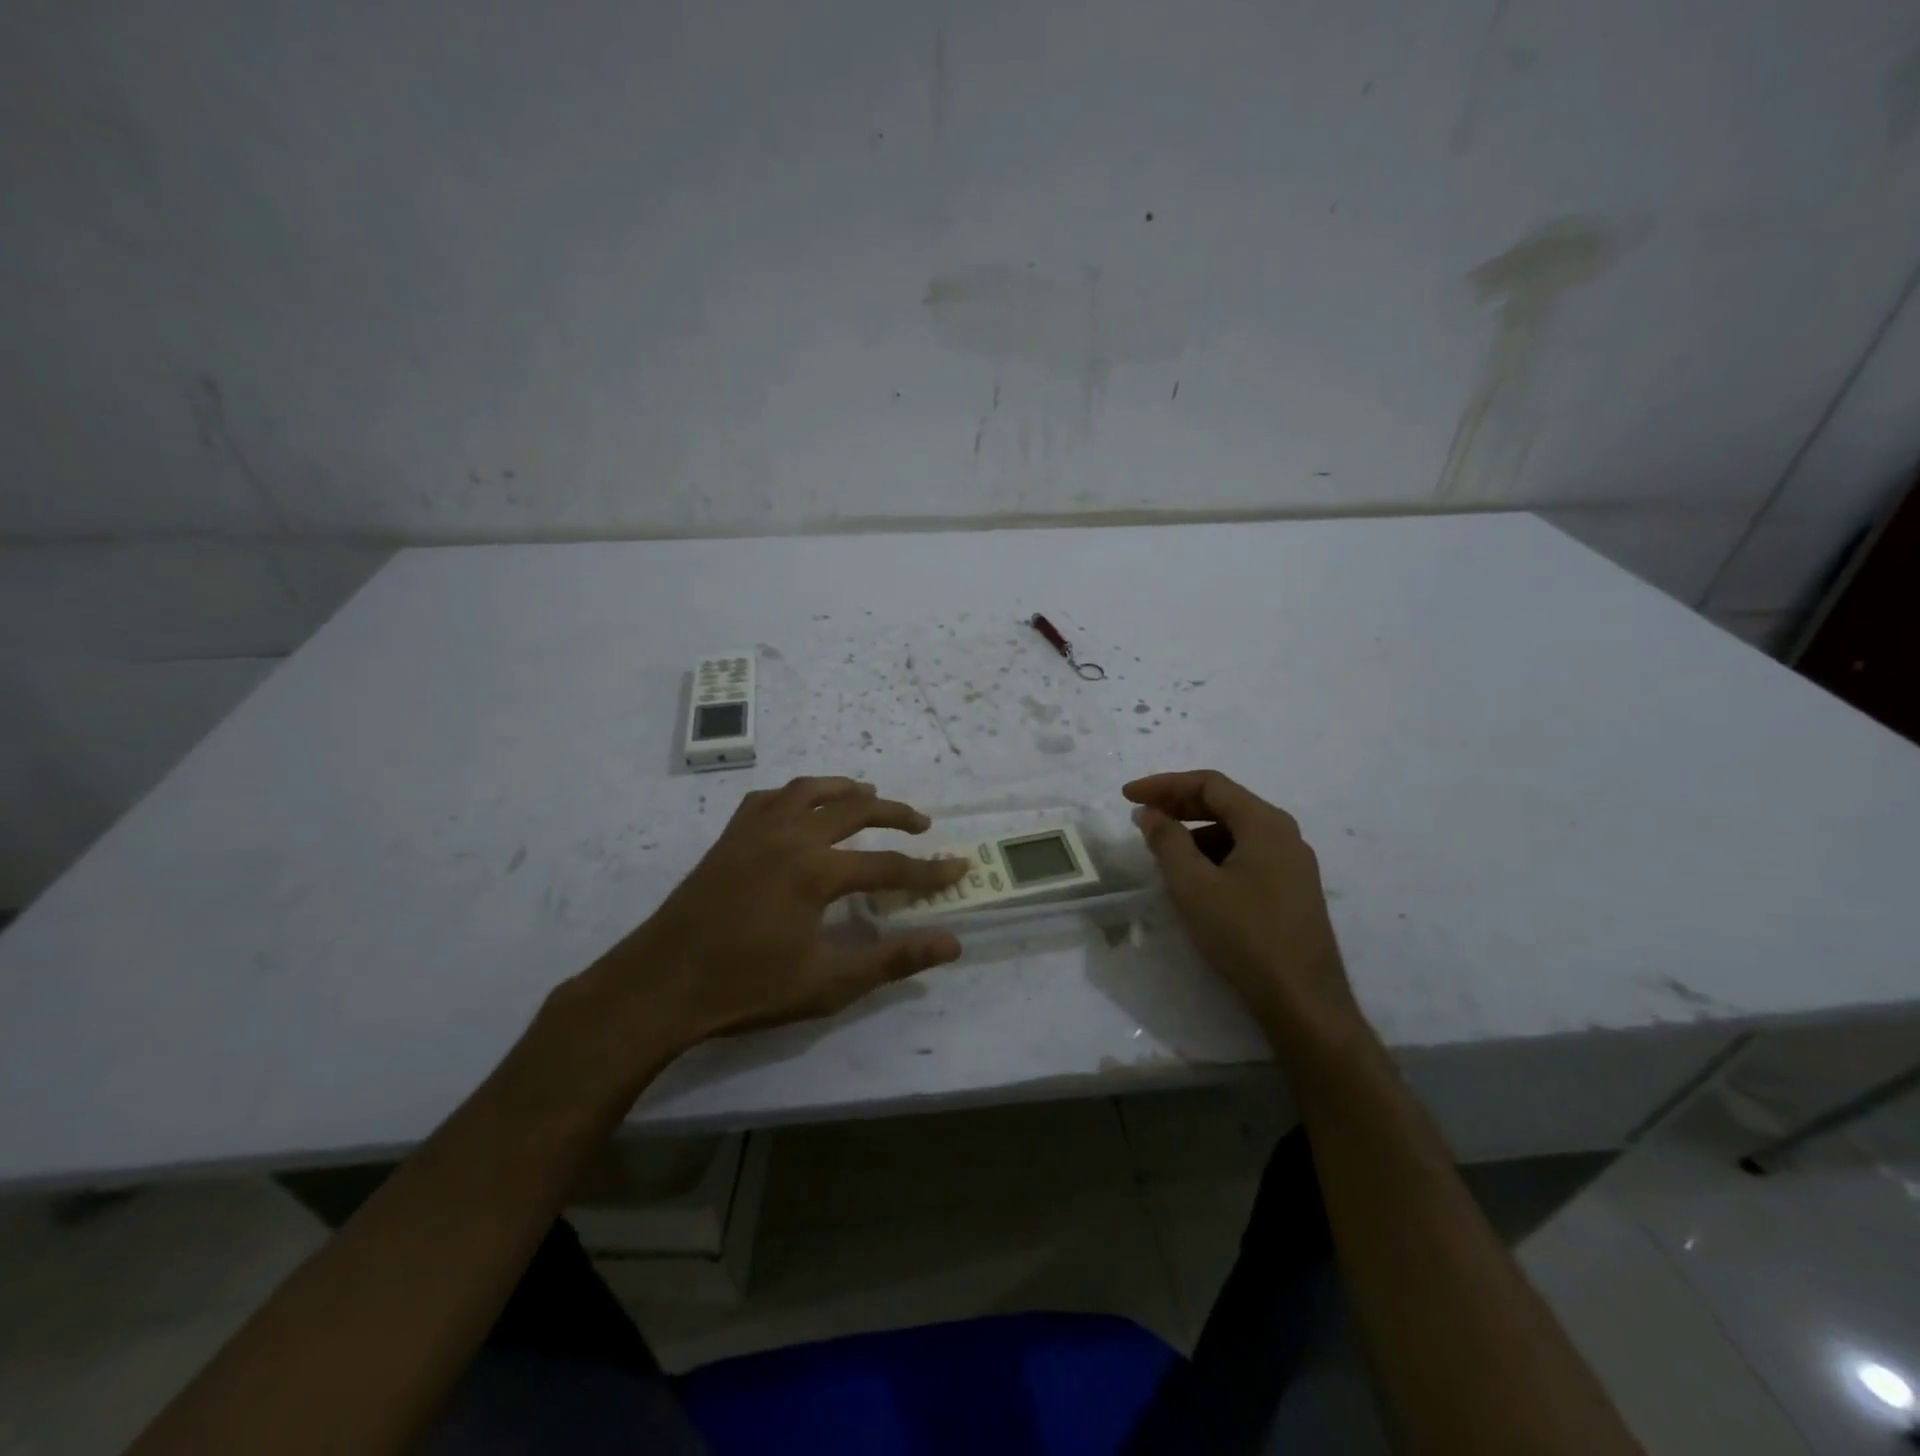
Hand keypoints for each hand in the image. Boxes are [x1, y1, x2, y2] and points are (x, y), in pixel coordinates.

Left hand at [589, 777, 968, 1051]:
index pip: (888, 865)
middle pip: (855, 809)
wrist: (662, 983)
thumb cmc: (746, 988)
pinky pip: (770, 798)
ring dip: (846, 789)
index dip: (928, 870)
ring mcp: (755, 830)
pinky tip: (803, 807)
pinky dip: (797, 795)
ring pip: (811, 790)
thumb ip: (892, 959)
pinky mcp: (730, 837)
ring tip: (870, 795)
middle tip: (921, 824)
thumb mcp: (828, 983)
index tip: (959, 867)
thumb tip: (951, 943)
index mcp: (815, 872)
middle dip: (895, 814)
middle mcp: (790, 837)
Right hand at [1124, 770, 1362, 1056]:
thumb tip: (1151, 813)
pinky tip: (1195, 879)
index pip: (1209, 784)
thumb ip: (1168, 841)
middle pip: (1225, 803)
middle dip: (1178, 805)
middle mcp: (1284, 834)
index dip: (1164, 785)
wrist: (1303, 1001)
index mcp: (1265, 823)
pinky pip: (1246, 855)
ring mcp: (1293, 864)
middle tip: (1141, 817)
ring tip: (1163, 852)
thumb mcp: (1193, 885)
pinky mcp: (1292, 890)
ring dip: (1195, 832)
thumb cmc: (1244, 935)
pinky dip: (1214, 855)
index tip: (1128, 797)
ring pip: (1235, 831)